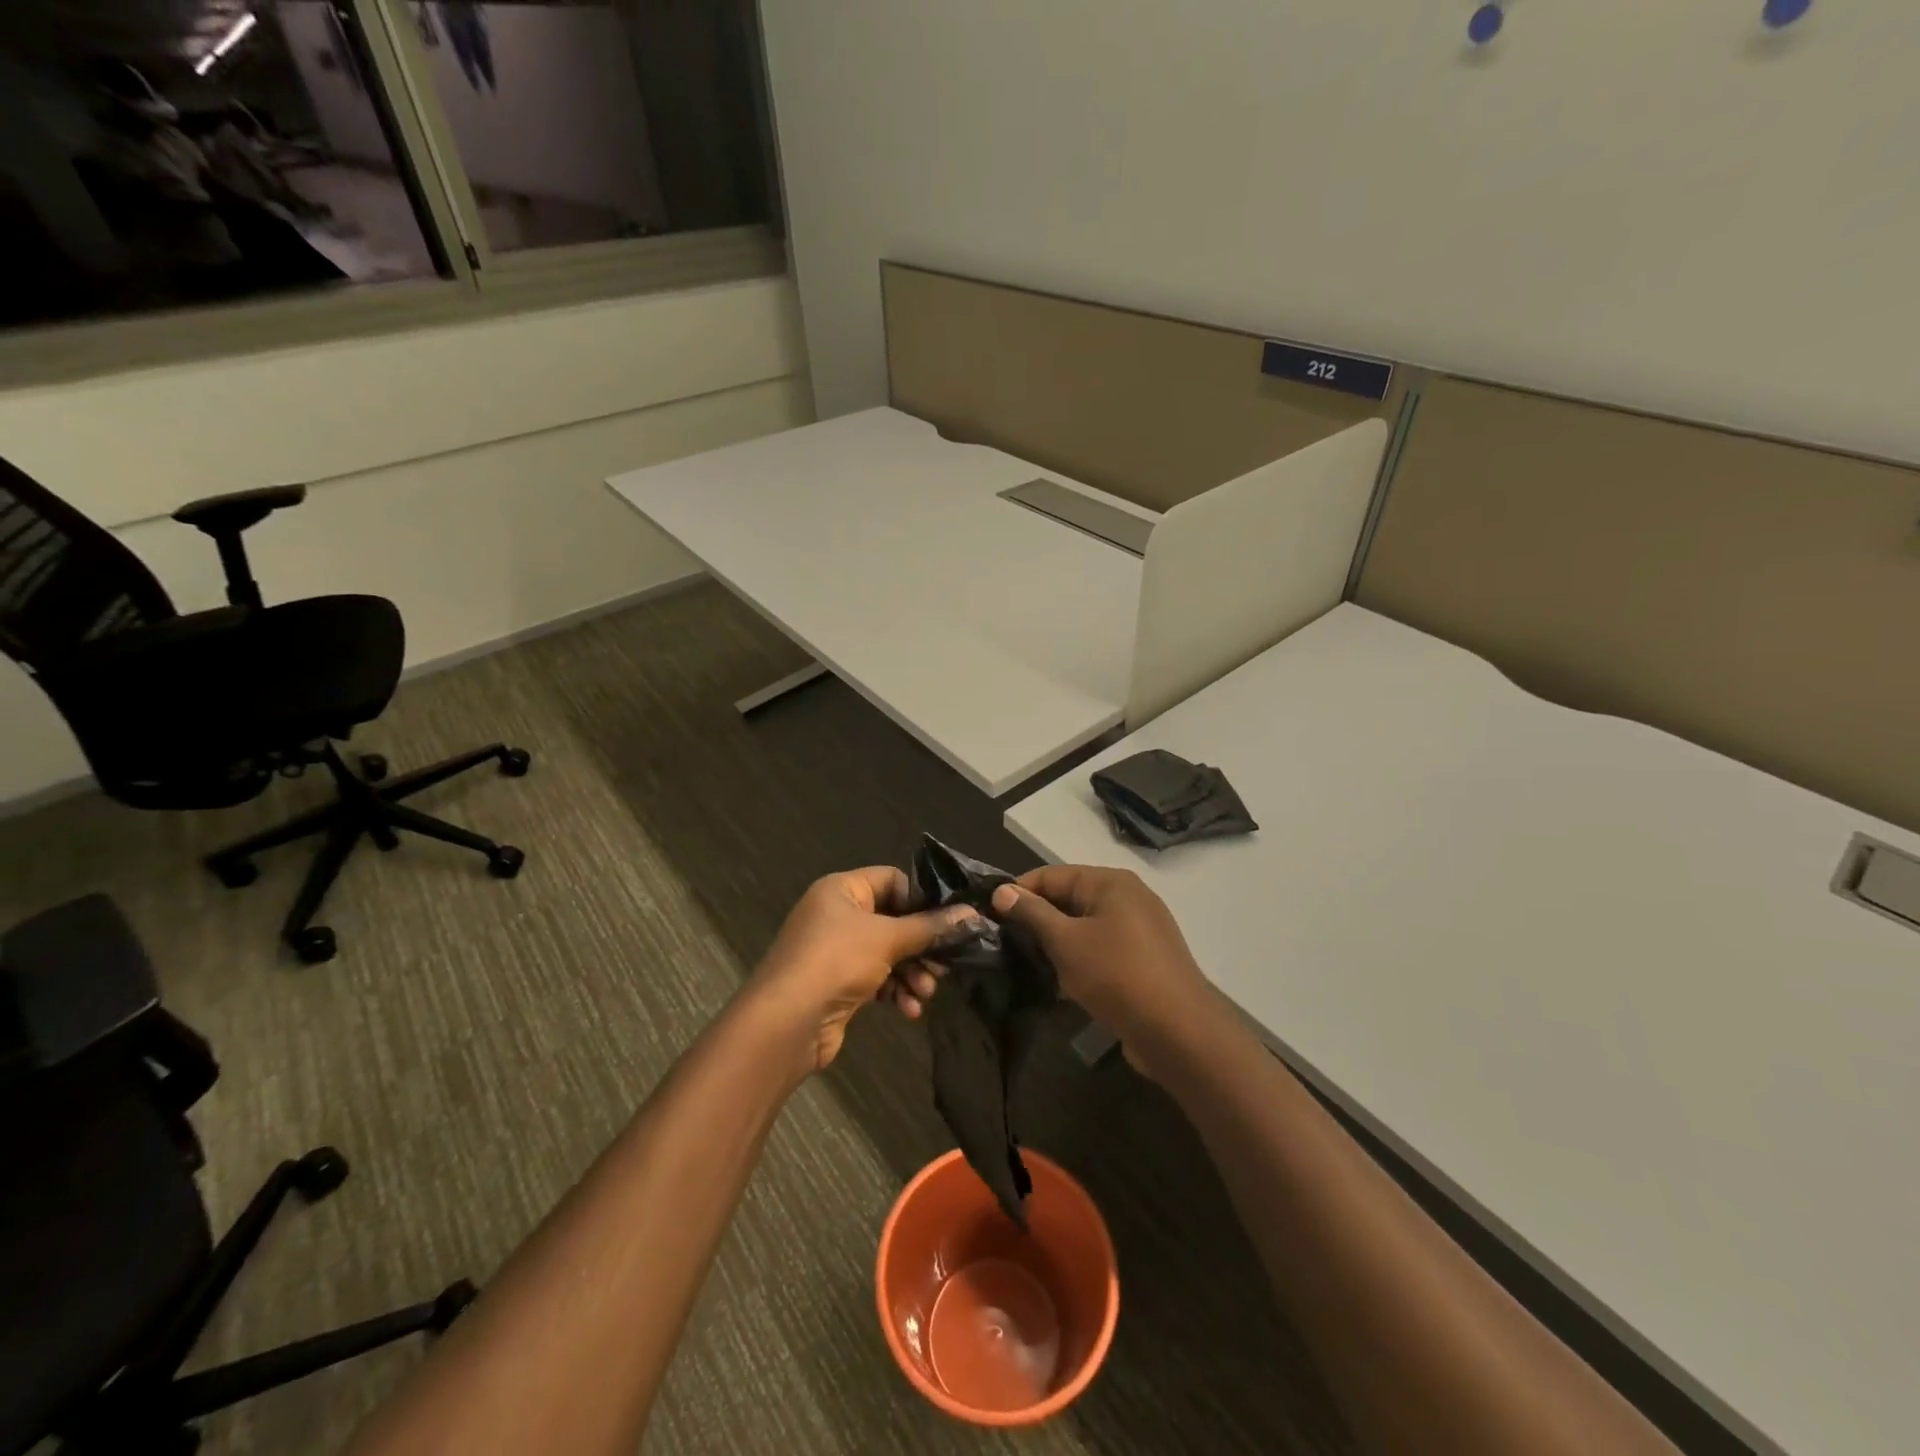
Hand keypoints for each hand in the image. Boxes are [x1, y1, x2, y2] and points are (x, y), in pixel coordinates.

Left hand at [748, 867, 984, 1073]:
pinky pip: (877, 979)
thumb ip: (930, 927)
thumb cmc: (836, 962)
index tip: (949, 921)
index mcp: (842, 890)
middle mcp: (838, 915)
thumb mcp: (888, 938)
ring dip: (912, 972)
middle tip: (946, 964)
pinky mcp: (840, 984)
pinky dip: (896, 991)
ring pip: (889, 953)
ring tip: (927, 992)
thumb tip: (972, 914)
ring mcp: (837, 951)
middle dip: (922, 945)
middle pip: (894, 920)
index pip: (892, 880)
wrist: (786, 1024)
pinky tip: (910, 1010)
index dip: (922, 898)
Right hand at [990, 866, 1211, 1076]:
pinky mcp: (1146, 959)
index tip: (990, 913)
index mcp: (1110, 882)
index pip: (1052, 874)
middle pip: (1070, 898)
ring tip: (1031, 964)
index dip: (1019, 891)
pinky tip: (1064, 984)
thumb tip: (1003, 891)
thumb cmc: (1116, 975)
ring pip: (1086, 926)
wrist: (1178, 1031)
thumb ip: (1032, 913)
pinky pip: (1104, 949)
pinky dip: (1082, 959)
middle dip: (1039, 919)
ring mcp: (1141, 929)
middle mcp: (1129, 896)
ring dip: (1059, 943)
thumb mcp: (1065, 941)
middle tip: (1006, 942)